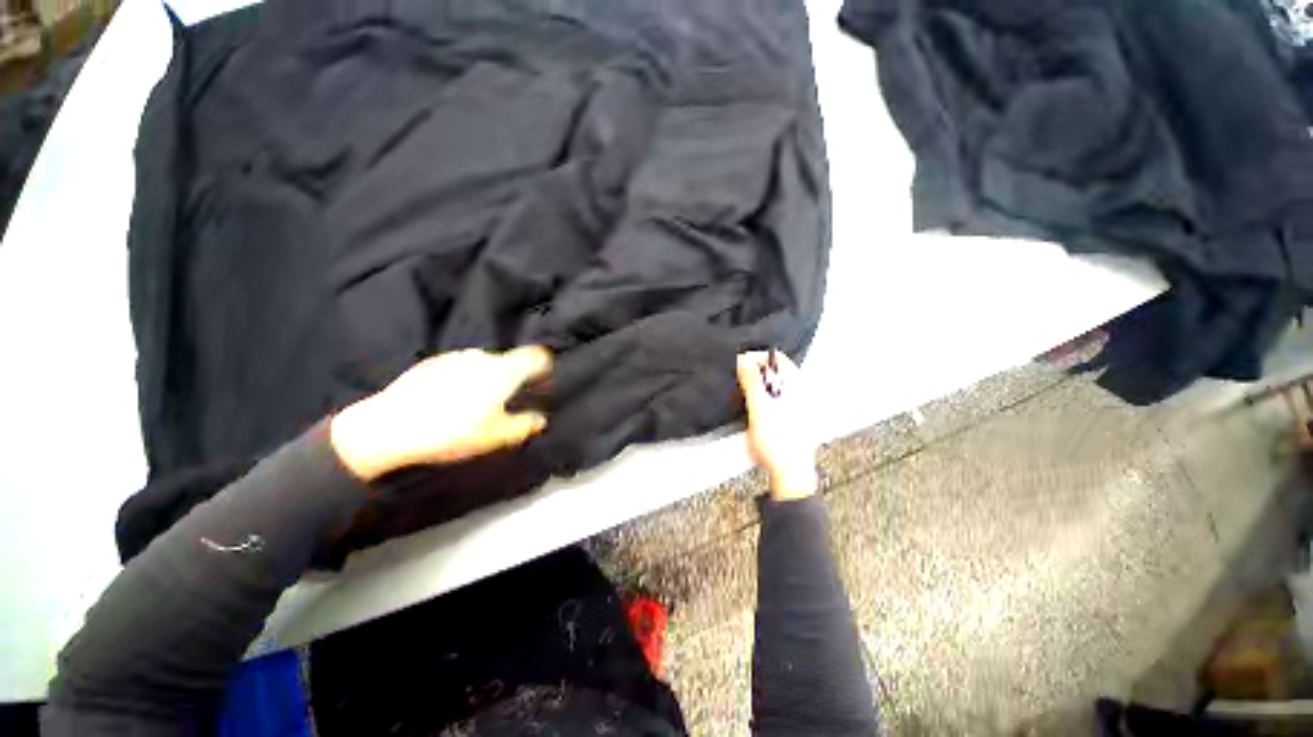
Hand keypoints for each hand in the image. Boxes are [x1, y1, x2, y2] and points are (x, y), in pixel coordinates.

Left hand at [330, 347, 551, 480]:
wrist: (389, 427)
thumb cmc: (453, 431)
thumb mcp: (496, 436)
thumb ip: (524, 425)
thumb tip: (541, 419)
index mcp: (504, 371)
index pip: (536, 356)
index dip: (544, 367)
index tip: (542, 382)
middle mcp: (483, 357)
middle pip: (509, 361)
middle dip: (513, 378)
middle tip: (505, 403)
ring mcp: (455, 357)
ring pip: (483, 364)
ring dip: (487, 378)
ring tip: (474, 404)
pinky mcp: (432, 363)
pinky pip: (460, 367)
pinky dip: (463, 378)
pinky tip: (448, 401)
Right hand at [736, 350, 817, 499]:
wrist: (788, 472)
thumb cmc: (779, 443)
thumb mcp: (760, 407)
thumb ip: (751, 381)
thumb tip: (744, 359)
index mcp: (796, 386)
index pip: (777, 358)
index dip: (756, 357)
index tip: (739, 362)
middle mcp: (798, 392)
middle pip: (775, 370)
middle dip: (754, 370)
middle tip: (739, 377)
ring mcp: (794, 405)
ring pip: (772, 384)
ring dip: (756, 384)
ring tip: (743, 392)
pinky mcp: (788, 416)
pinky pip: (772, 398)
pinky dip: (760, 397)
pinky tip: (751, 408)